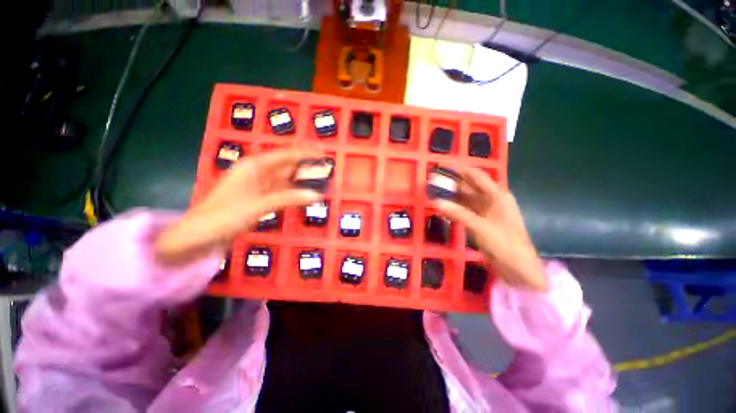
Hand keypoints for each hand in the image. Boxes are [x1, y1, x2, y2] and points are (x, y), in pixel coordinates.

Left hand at [155, 148, 321, 264]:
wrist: (198, 237)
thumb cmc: (223, 216)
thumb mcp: (258, 205)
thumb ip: (288, 198)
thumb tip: (317, 195)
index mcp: (254, 166)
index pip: (286, 155)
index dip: (305, 153)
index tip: (323, 152)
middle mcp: (258, 173)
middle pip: (287, 167)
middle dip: (306, 167)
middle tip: (328, 169)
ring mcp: (259, 187)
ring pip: (286, 181)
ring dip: (302, 182)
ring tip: (322, 182)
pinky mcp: (260, 200)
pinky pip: (282, 193)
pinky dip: (295, 195)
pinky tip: (306, 196)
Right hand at [433, 167, 546, 290]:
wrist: (518, 268)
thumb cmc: (505, 244)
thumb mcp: (480, 227)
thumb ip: (458, 213)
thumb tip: (436, 202)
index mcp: (497, 195)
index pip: (476, 176)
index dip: (459, 170)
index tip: (441, 167)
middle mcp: (491, 200)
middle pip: (469, 186)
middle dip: (451, 183)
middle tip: (432, 181)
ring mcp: (485, 211)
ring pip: (465, 199)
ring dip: (451, 196)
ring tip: (433, 192)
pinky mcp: (480, 221)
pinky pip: (465, 211)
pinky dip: (454, 208)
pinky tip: (442, 207)